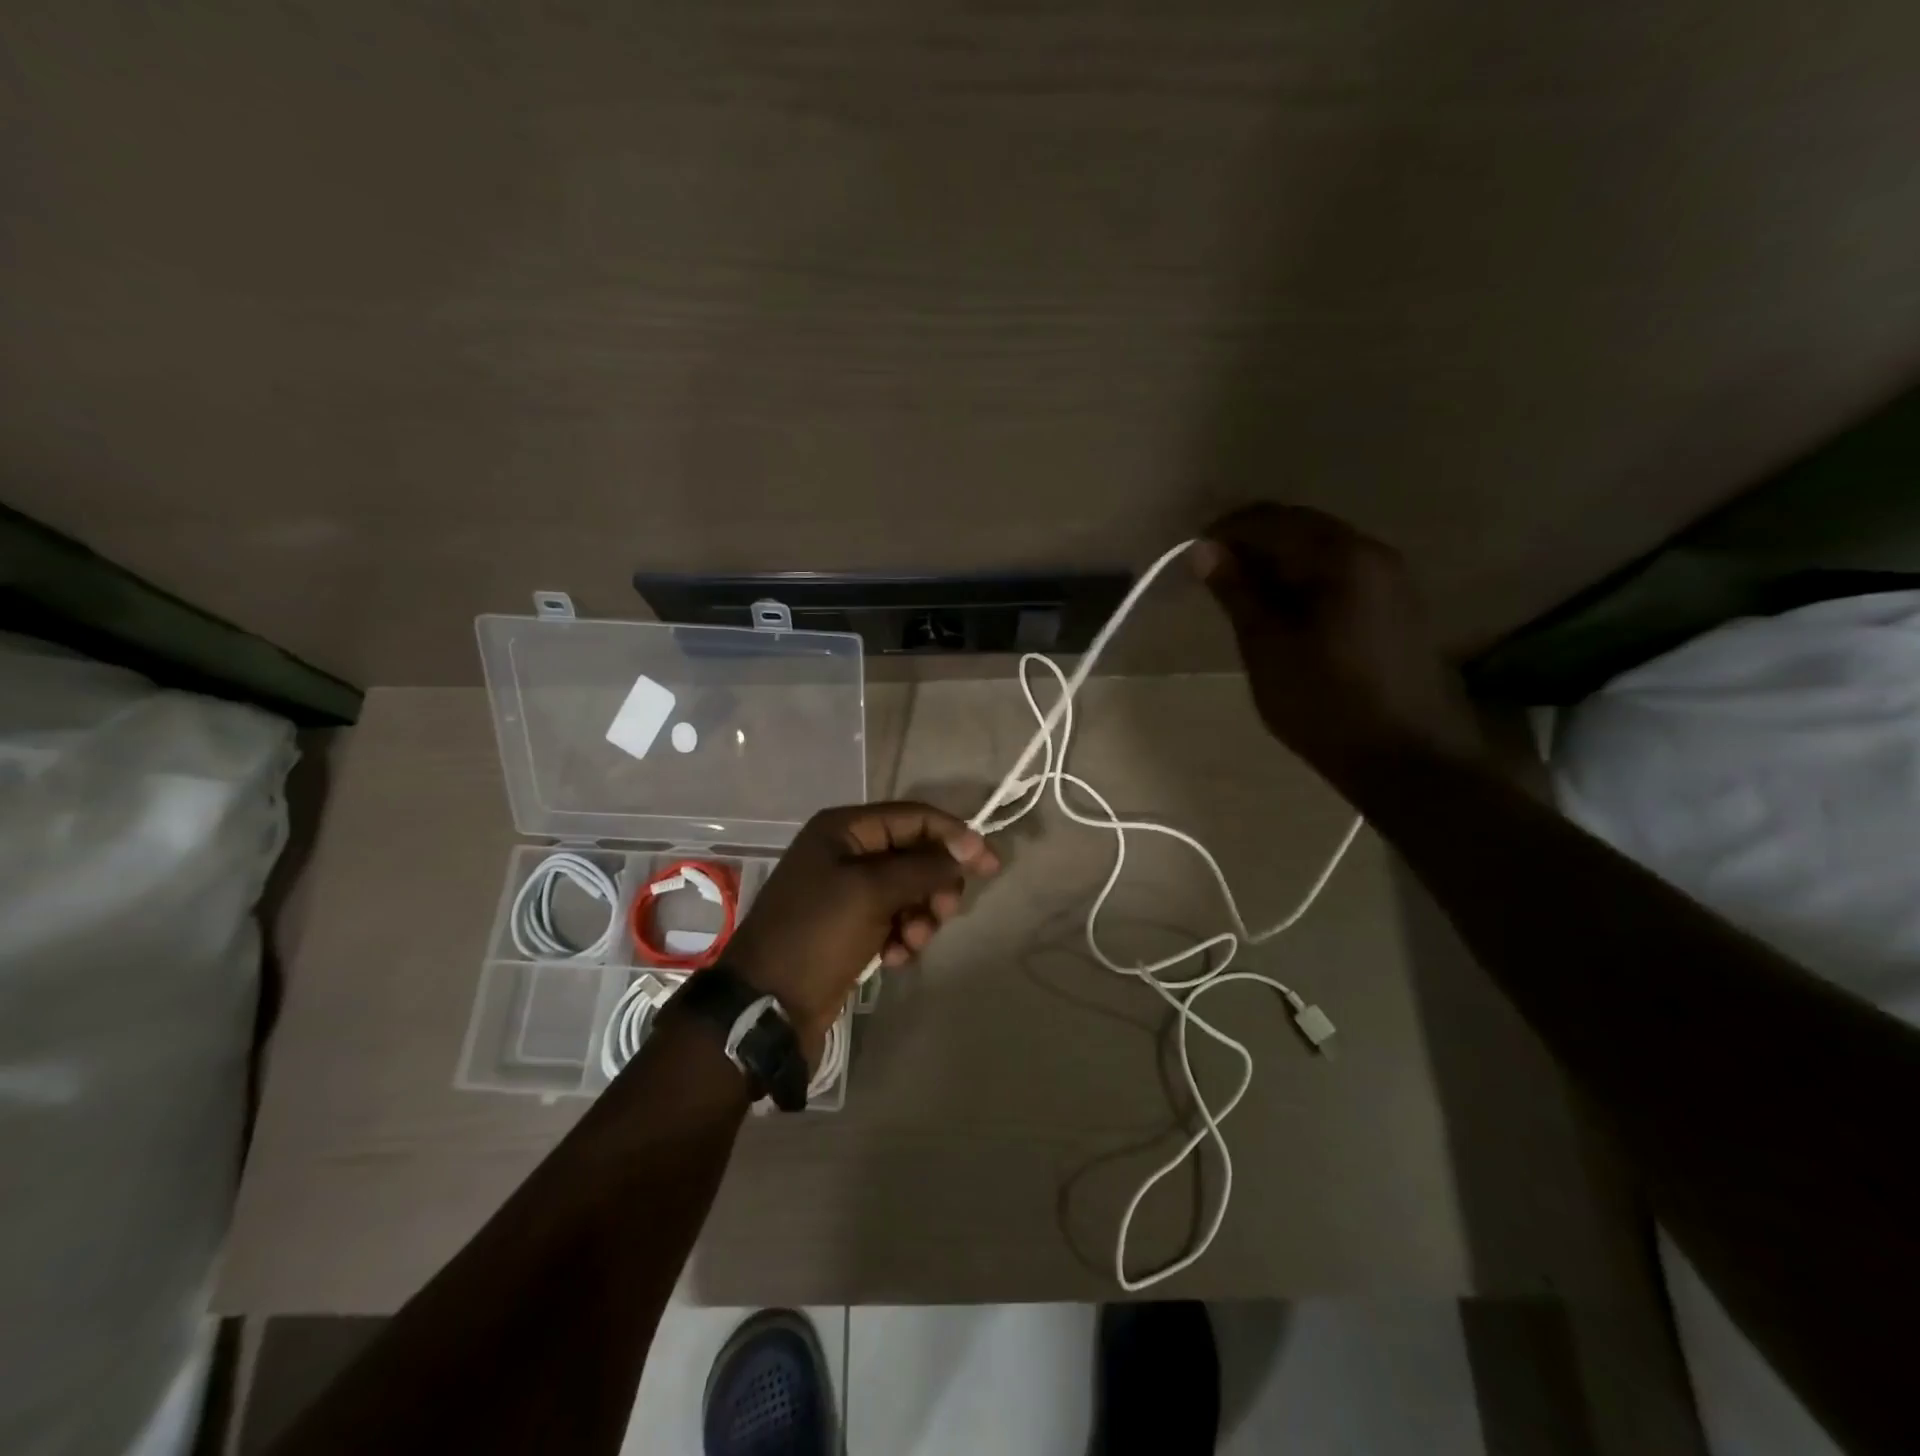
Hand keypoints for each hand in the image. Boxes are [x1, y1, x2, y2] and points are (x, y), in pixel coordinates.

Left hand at [724, 802, 999, 1058]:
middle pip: (915, 854)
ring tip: (912, 943)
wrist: (767, 1005)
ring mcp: (849, 892)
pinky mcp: (852, 928)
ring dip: (921, 916)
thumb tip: (967, 850)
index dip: (954, 835)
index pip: (914, 817)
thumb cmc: (817, 934)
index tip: (989, 864)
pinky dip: (903, 937)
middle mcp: (847, 852)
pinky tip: (895, 958)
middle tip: (945, 911)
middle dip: (935, 884)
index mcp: (844, 829)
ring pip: (910, 891)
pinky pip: (896, 920)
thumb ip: (924, 867)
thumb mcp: (871, 891)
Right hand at [1193, 503, 1487, 793]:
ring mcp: (1391, 579)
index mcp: (1341, 557)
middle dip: (1252, 545)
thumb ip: (1237, 593)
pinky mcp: (1396, 606)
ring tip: (1241, 597)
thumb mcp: (1267, 648)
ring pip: (1321, 551)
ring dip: (1277, 564)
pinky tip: (1282, 612)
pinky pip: (1340, 574)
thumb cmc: (1325, 703)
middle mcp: (1373, 553)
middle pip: (1300, 528)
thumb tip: (1203, 550)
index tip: (1192, 558)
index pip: (1272, 521)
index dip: (1226, 532)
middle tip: (1212, 577)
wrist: (1405, 759)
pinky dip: (1304, 581)